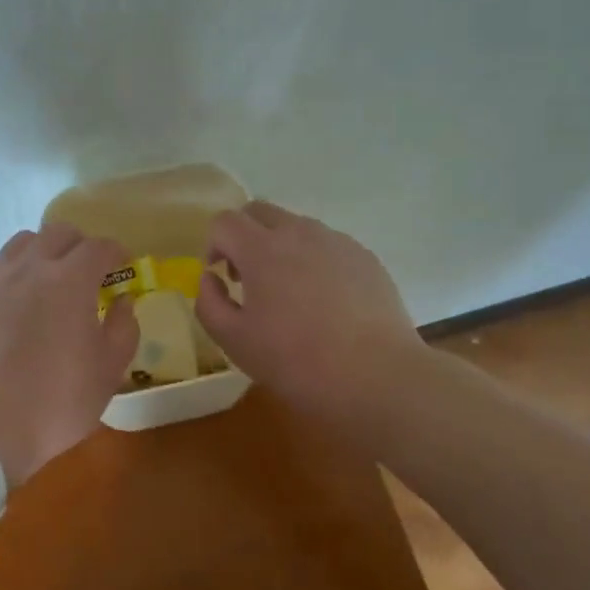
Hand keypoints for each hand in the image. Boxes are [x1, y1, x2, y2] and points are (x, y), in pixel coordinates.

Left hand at [0, 223, 138, 487]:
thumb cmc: (56, 401)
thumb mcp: (108, 372)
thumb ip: (123, 328)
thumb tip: (122, 301)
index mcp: (71, 280)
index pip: (100, 247)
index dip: (116, 252)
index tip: (122, 265)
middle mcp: (33, 266)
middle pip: (60, 232)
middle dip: (80, 245)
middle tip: (87, 270)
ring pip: (23, 241)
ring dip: (42, 251)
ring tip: (47, 276)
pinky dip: (5, 268)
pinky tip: (9, 289)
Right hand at [195, 200, 426, 423]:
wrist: (380, 378)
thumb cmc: (298, 362)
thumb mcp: (235, 342)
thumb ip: (209, 303)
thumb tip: (211, 278)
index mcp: (261, 249)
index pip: (224, 221)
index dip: (214, 244)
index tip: (221, 277)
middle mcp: (298, 232)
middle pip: (259, 211)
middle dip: (245, 236)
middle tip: (249, 279)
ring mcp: (336, 241)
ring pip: (296, 227)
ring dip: (281, 248)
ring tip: (291, 295)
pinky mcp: (364, 257)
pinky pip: (328, 246)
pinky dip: (315, 261)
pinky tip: (326, 304)